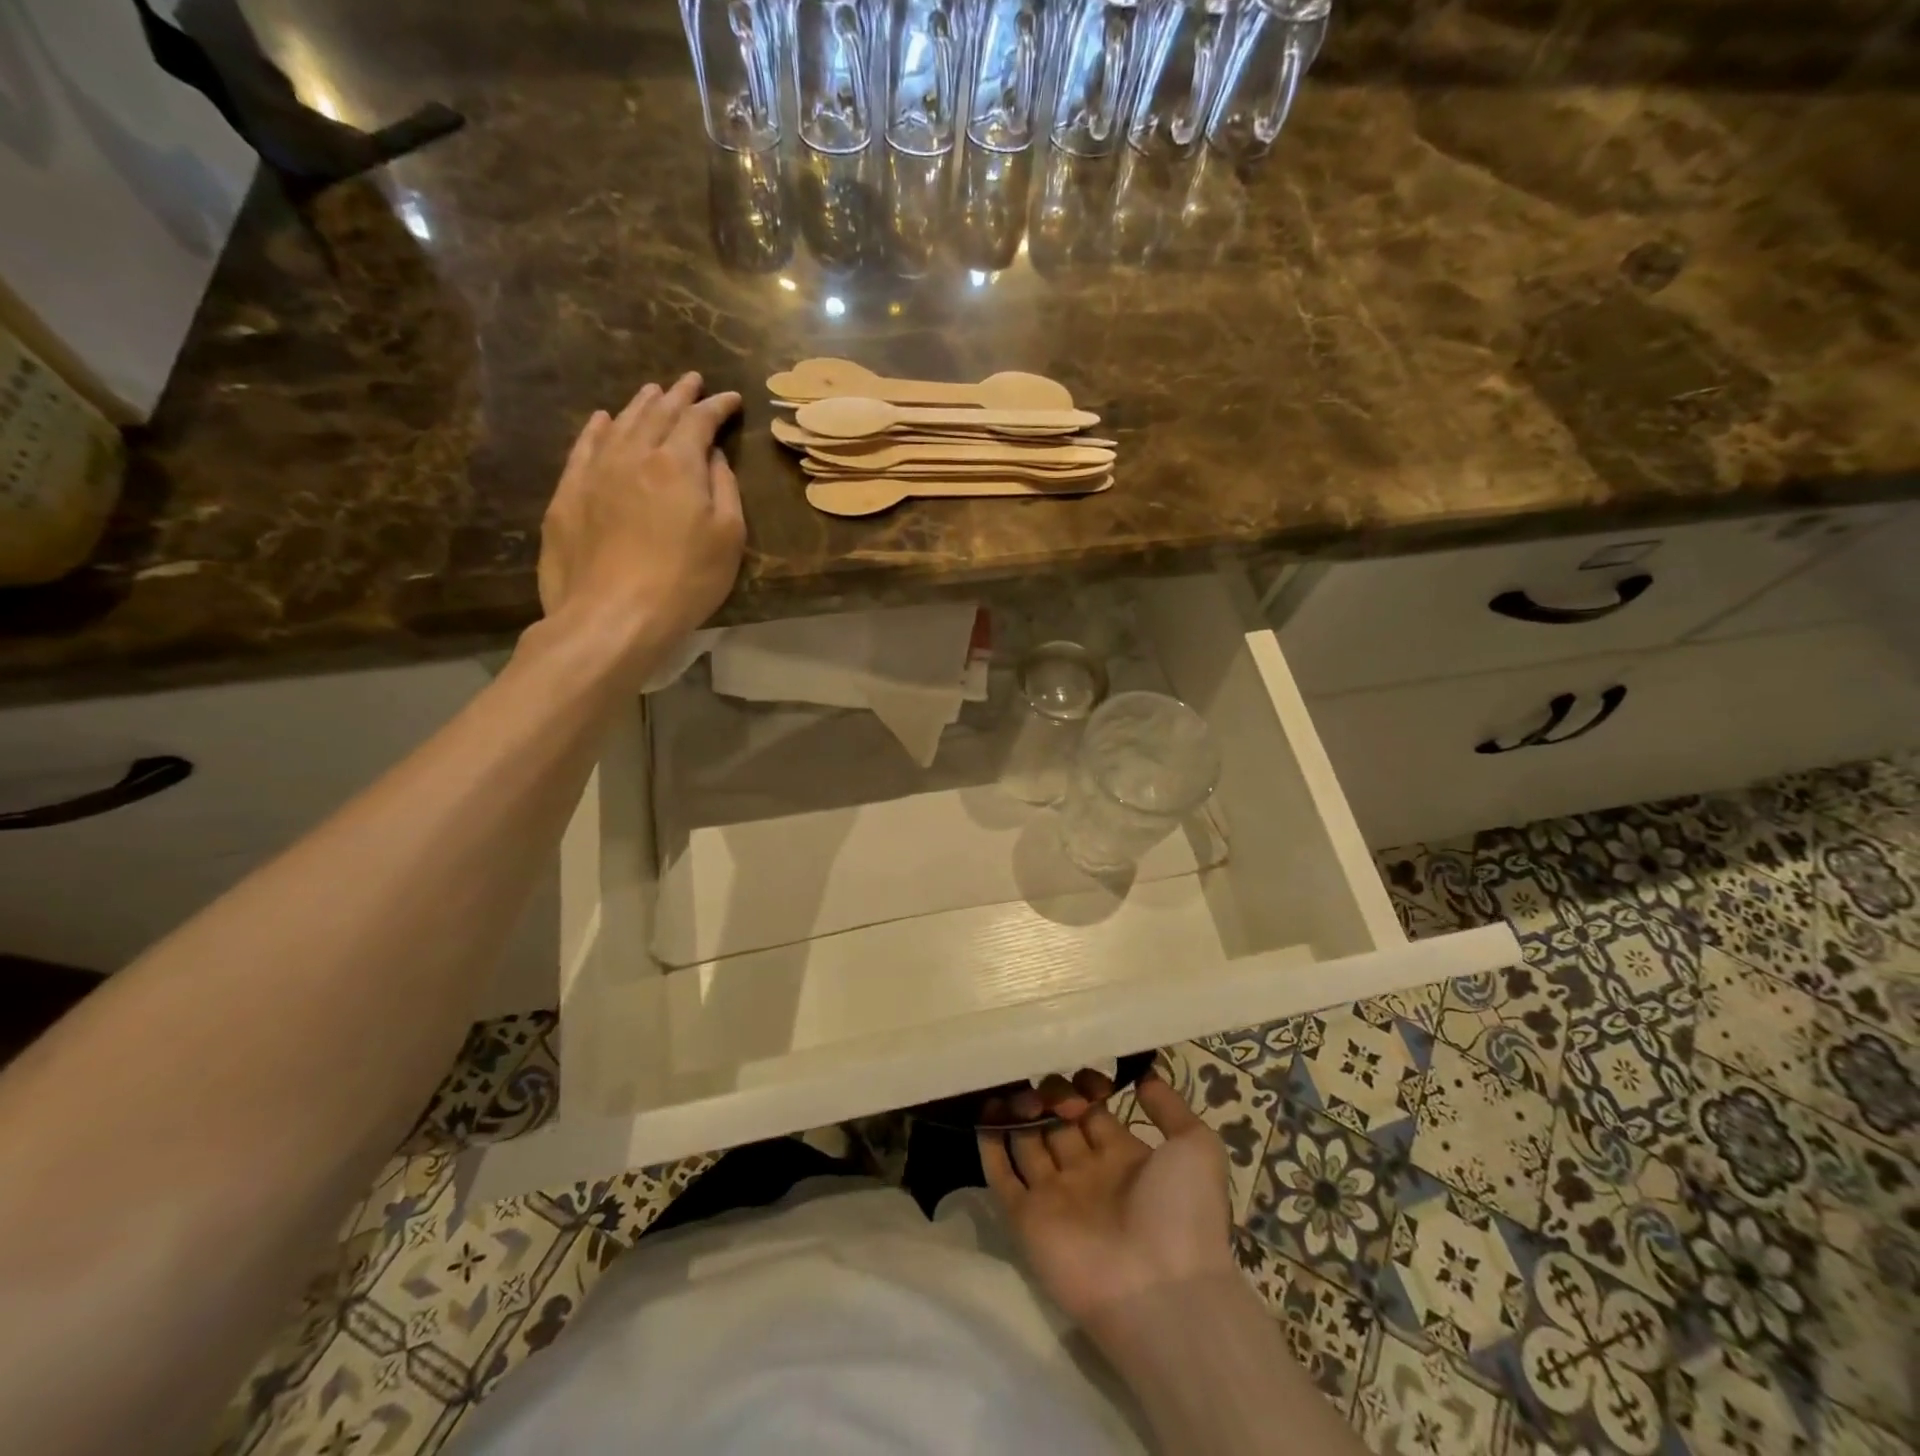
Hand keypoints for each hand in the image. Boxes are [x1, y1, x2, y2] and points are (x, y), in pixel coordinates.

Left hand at [537, 372, 743, 681]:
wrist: (613, 615)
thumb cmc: (686, 580)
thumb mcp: (727, 538)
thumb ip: (724, 489)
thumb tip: (713, 456)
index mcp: (678, 464)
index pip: (699, 421)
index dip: (717, 406)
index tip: (732, 398)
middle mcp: (634, 455)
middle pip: (658, 414)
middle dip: (678, 395)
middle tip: (691, 381)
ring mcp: (595, 472)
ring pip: (621, 424)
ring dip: (641, 405)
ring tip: (653, 392)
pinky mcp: (568, 495)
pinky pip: (584, 448)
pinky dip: (597, 429)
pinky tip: (602, 421)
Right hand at [980, 1070, 1235, 1343]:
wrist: (1162, 1289)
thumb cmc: (1181, 1211)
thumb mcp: (1197, 1147)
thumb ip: (1171, 1107)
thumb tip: (1143, 1076)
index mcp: (1124, 1158)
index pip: (1094, 1112)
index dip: (1085, 1089)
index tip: (1083, 1075)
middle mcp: (1086, 1174)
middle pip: (1057, 1124)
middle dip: (1049, 1096)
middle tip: (1043, 1079)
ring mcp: (1055, 1197)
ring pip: (1027, 1143)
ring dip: (1017, 1112)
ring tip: (1011, 1084)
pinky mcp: (1027, 1219)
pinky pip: (1002, 1178)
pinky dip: (989, 1146)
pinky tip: (981, 1110)